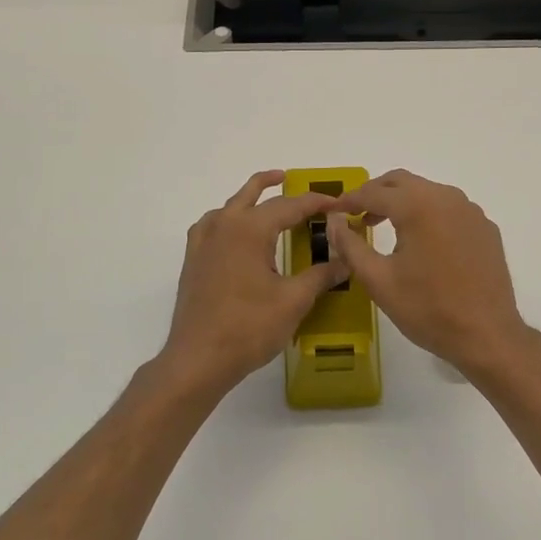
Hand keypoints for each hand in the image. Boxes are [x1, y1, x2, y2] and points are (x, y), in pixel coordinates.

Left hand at [158, 171, 351, 396]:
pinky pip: (212, 225)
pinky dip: (228, 218)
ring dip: (249, 198)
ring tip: (265, 197)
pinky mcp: (193, 260)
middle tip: (293, 179)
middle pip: (252, 194)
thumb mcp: (294, 300)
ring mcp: (203, 242)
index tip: (338, 202)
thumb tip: (347, 260)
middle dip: (274, 184)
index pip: (289, 205)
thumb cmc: (249, 327)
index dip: (316, 202)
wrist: (198, 359)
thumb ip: (322, 275)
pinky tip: (235, 233)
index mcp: (249, 229)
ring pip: (229, 206)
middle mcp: (223, 226)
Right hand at [325, 170, 533, 376]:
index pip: (375, 192)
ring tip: (383, 226)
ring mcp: (471, 212)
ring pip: (428, 193)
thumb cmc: (428, 309)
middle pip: (402, 182)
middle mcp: (447, 198)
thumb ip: (351, 246)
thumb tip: (334, 222)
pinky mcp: (485, 228)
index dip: (349, 200)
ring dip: (402, 202)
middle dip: (376, 193)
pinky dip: (428, 215)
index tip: (332, 210)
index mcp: (419, 206)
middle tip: (355, 213)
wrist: (487, 335)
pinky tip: (421, 242)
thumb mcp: (379, 280)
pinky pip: (450, 209)